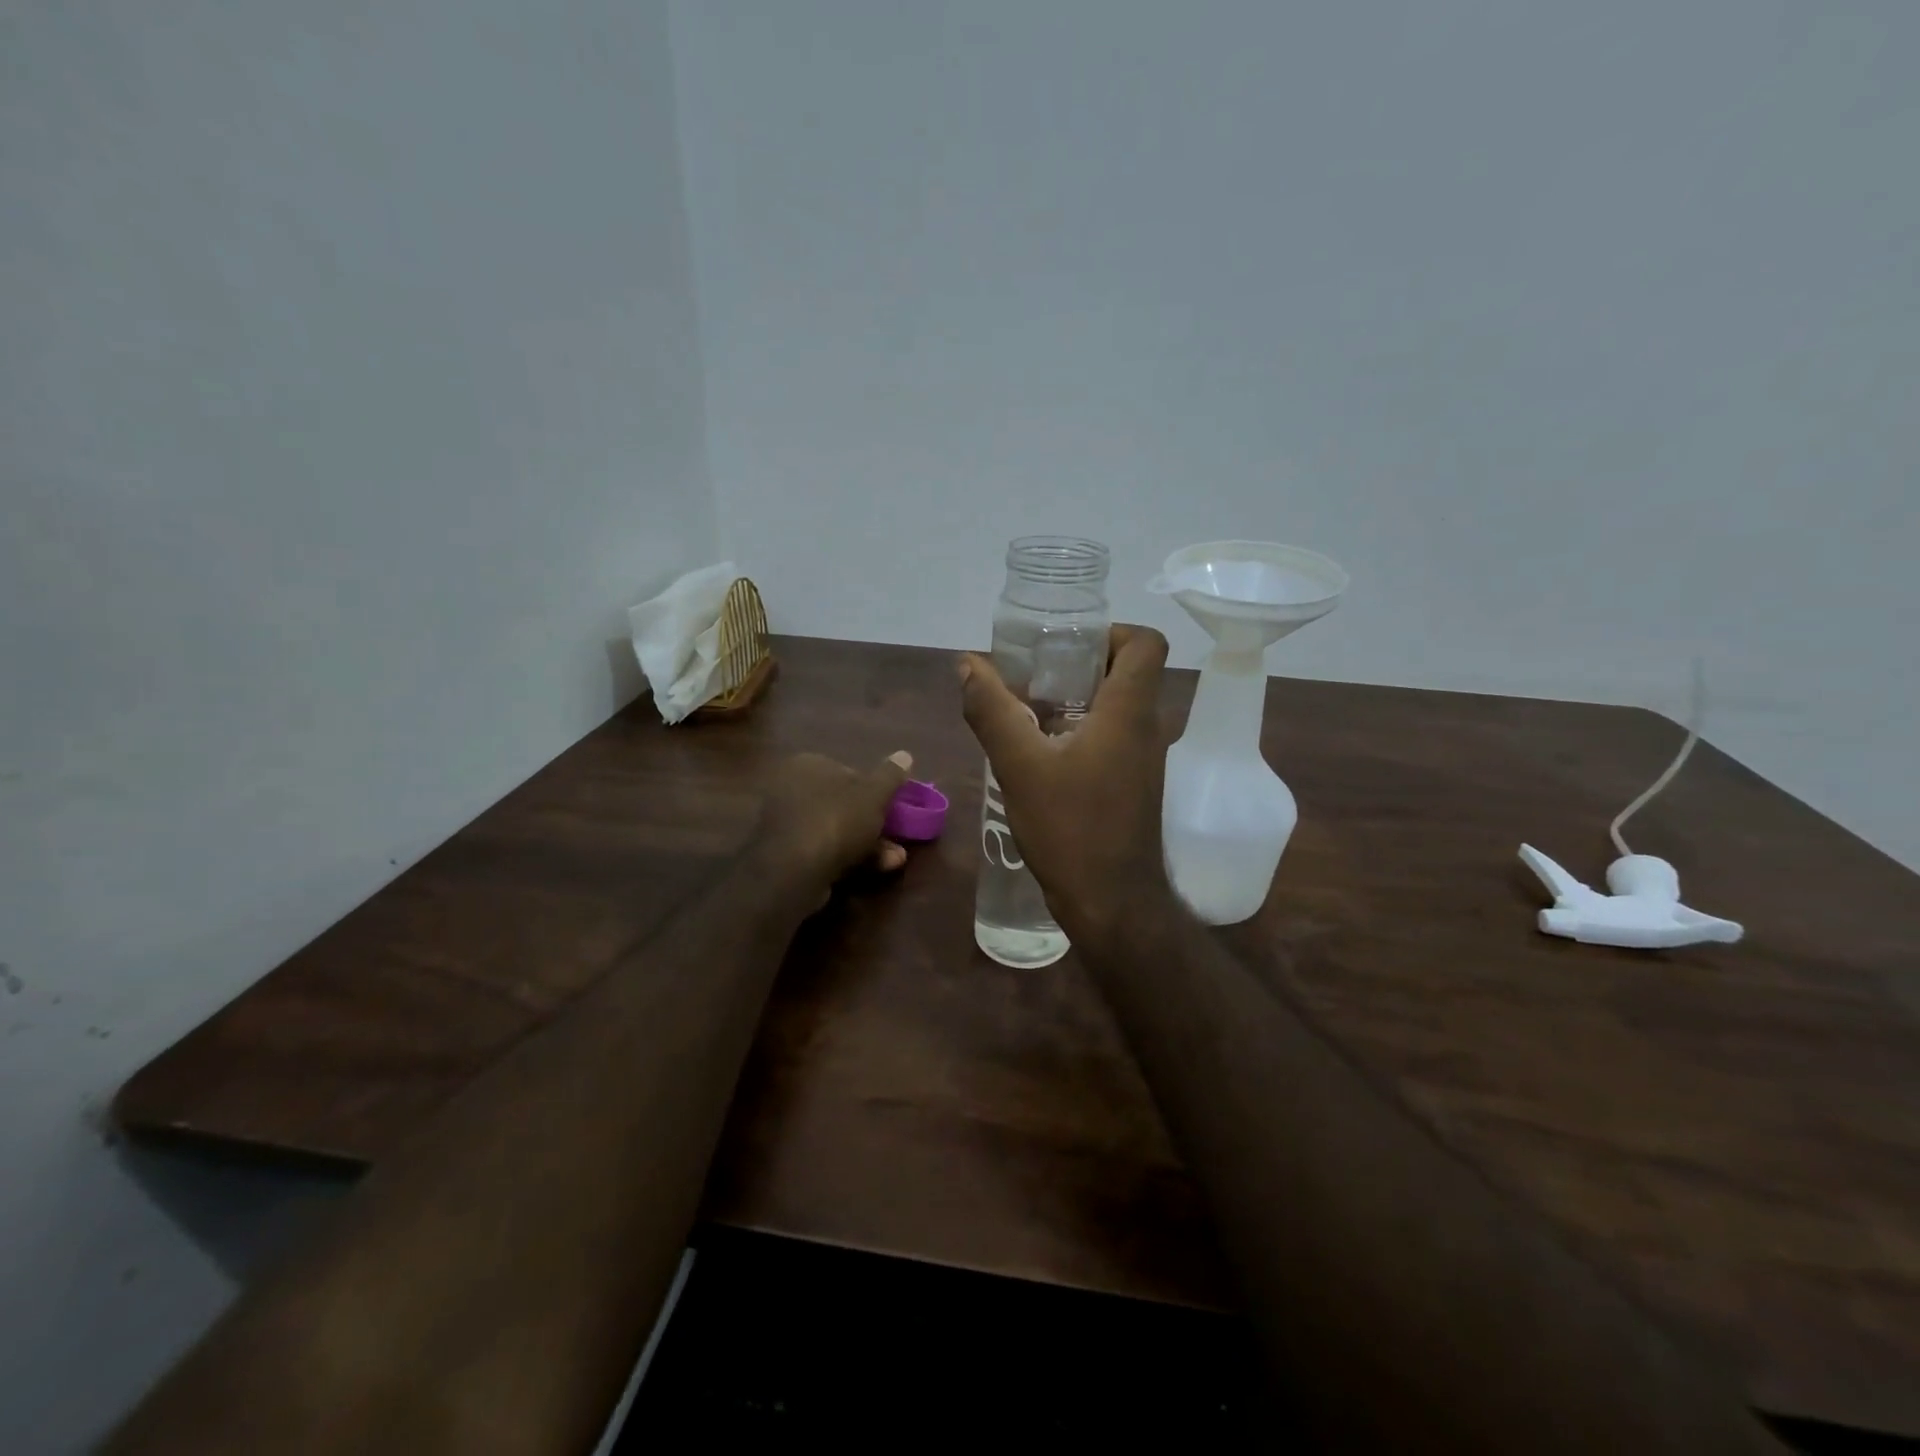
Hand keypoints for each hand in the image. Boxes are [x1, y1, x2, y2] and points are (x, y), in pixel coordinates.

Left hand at [754, 749, 913, 905]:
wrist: (796, 870)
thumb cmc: (837, 819)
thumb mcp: (874, 793)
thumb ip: (891, 775)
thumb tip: (905, 755)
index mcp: (808, 765)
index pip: (847, 771)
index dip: (873, 789)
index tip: (892, 806)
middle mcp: (792, 790)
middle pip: (843, 803)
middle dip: (874, 822)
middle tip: (898, 836)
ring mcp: (787, 825)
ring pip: (837, 830)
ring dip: (870, 844)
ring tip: (896, 858)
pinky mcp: (788, 856)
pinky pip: (826, 851)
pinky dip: (850, 858)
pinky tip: (876, 869)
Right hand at [959, 624, 1173, 945]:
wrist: (1111, 903)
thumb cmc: (1071, 829)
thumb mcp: (1020, 766)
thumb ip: (992, 711)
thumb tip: (967, 664)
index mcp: (1130, 711)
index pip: (1147, 642)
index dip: (1111, 630)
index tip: (1065, 643)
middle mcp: (1147, 728)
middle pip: (1127, 670)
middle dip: (1079, 662)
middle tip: (1033, 671)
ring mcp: (1144, 759)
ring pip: (1117, 706)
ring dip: (1076, 698)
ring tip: (1027, 706)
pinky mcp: (1133, 784)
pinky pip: (1111, 737)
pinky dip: (1080, 729)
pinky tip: (1039, 749)